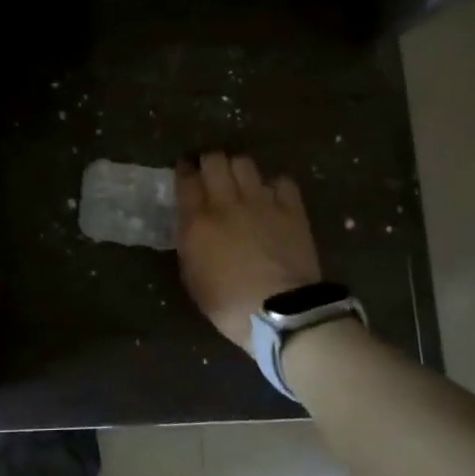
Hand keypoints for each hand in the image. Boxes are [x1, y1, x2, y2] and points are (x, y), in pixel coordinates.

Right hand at [175, 152, 321, 349]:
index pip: (186, 179)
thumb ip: (190, 245)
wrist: (282, 314)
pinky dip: (274, 185)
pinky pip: (281, 181)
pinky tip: (272, 196)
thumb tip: (191, 227)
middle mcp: (227, 202)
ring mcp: (261, 202)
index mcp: (198, 221)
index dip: (184, 169)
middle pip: (215, 160)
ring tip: (239, 179)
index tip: (184, 169)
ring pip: (244, 163)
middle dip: (209, 161)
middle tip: (210, 171)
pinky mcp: (291, 209)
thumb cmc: (229, 305)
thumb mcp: (193, 279)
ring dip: (238, 167)